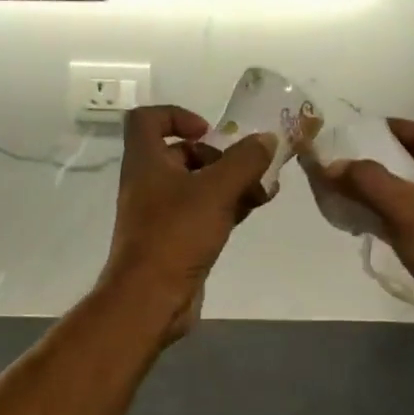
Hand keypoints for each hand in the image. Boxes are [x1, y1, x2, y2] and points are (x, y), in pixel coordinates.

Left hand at [101, 105, 276, 339]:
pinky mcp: (176, 239)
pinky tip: (255, 206)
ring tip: (264, 187)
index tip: (209, 130)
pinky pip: (203, 211)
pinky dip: (227, 205)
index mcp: (146, 162)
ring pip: (197, 184)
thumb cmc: (176, 234)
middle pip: (181, 153)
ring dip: (230, 181)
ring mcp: (161, 213)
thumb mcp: (216, 190)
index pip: (147, 119)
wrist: (151, 299)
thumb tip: (267, 139)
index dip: (177, 115)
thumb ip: (245, 161)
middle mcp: (149, 182)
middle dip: (218, 155)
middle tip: (248, 164)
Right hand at [305, 118, 413, 299]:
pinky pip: (406, 218)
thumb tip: (330, 165)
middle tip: (341, 162)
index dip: (386, 128)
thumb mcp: (403, 205)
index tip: (352, 132)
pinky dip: (383, 215)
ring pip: (406, 192)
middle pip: (410, 161)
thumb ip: (365, 180)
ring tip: (341, 189)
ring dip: (376, 190)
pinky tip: (358, 219)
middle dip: (375, 161)